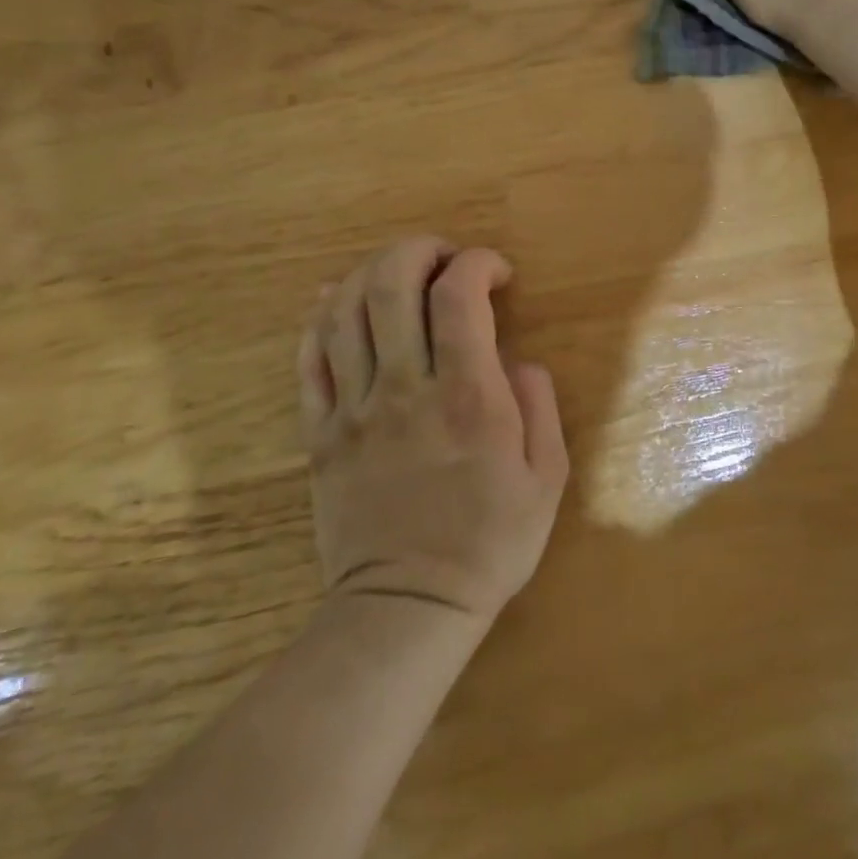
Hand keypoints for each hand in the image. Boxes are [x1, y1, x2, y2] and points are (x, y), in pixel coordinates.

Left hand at [298, 238, 568, 623]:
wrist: (407, 608)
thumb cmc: (488, 542)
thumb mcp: (547, 478)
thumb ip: (539, 405)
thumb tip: (517, 359)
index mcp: (468, 397)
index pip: (459, 295)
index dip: (477, 263)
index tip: (496, 271)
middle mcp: (405, 388)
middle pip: (391, 284)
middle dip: (418, 250)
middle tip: (443, 257)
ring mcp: (355, 409)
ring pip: (344, 310)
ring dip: (370, 272)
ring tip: (398, 273)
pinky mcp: (321, 432)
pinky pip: (309, 357)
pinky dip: (321, 315)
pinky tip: (338, 299)